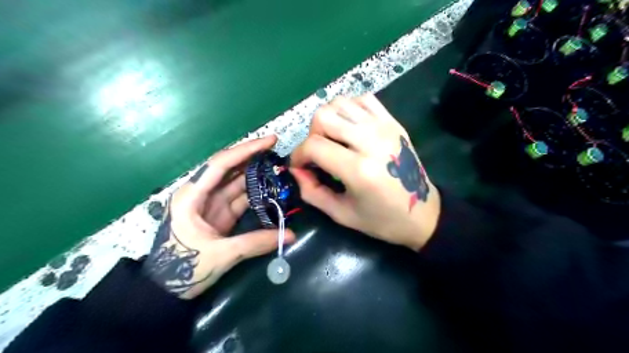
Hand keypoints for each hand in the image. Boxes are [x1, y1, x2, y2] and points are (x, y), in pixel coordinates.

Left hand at [145, 136, 294, 299]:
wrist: (164, 290)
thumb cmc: (183, 268)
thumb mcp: (221, 254)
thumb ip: (256, 242)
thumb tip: (291, 235)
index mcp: (192, 195)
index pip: (222, 163)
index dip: (246, 150)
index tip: (270, 141)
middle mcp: (201, 193)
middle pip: (230, 169)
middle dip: (253, 158)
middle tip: (278, 152)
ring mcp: (211, 204)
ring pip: (236, 183)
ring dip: (256, 176)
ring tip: (279, 169)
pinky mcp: (218, 215)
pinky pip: (239, 199)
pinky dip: (255, 194)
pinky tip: (270, 190)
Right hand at [292, 94, 437, 250]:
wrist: (423, 213)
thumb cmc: (382, 220)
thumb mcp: (341, 214)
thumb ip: (311, 192)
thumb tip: (295, 170)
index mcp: (358, 169)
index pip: (314, 146)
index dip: (298, 155)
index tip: (299, 167)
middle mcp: (371, 141)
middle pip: (324, 116)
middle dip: (311, 135)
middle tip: (317, 154)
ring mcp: (384, 127)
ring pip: (340, 102)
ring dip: (328, 120)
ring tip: (333, 140)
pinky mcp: (393, 122)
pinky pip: (363, 99)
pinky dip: (349, 109)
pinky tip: (350, 128)